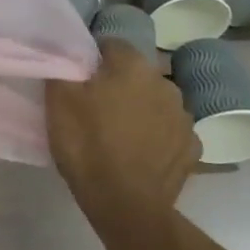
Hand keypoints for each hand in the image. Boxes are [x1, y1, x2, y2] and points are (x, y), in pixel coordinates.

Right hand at [45, 40, 198, 222]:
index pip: (110, 44)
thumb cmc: (87, 145)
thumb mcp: (58, 101)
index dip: (91, 59)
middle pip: (135, 74)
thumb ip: (62, 68)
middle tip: (94, 107)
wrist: (125, 204)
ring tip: (117, 133)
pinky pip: (169, 132)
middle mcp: (165, 83)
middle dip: (118, 84)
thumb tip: (66, 52)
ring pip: (154, 102)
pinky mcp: (191, 148)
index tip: (76, 79)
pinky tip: (139, 153)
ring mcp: (184, 117)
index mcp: (133, 65)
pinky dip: (156, 137)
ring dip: (140, 109)